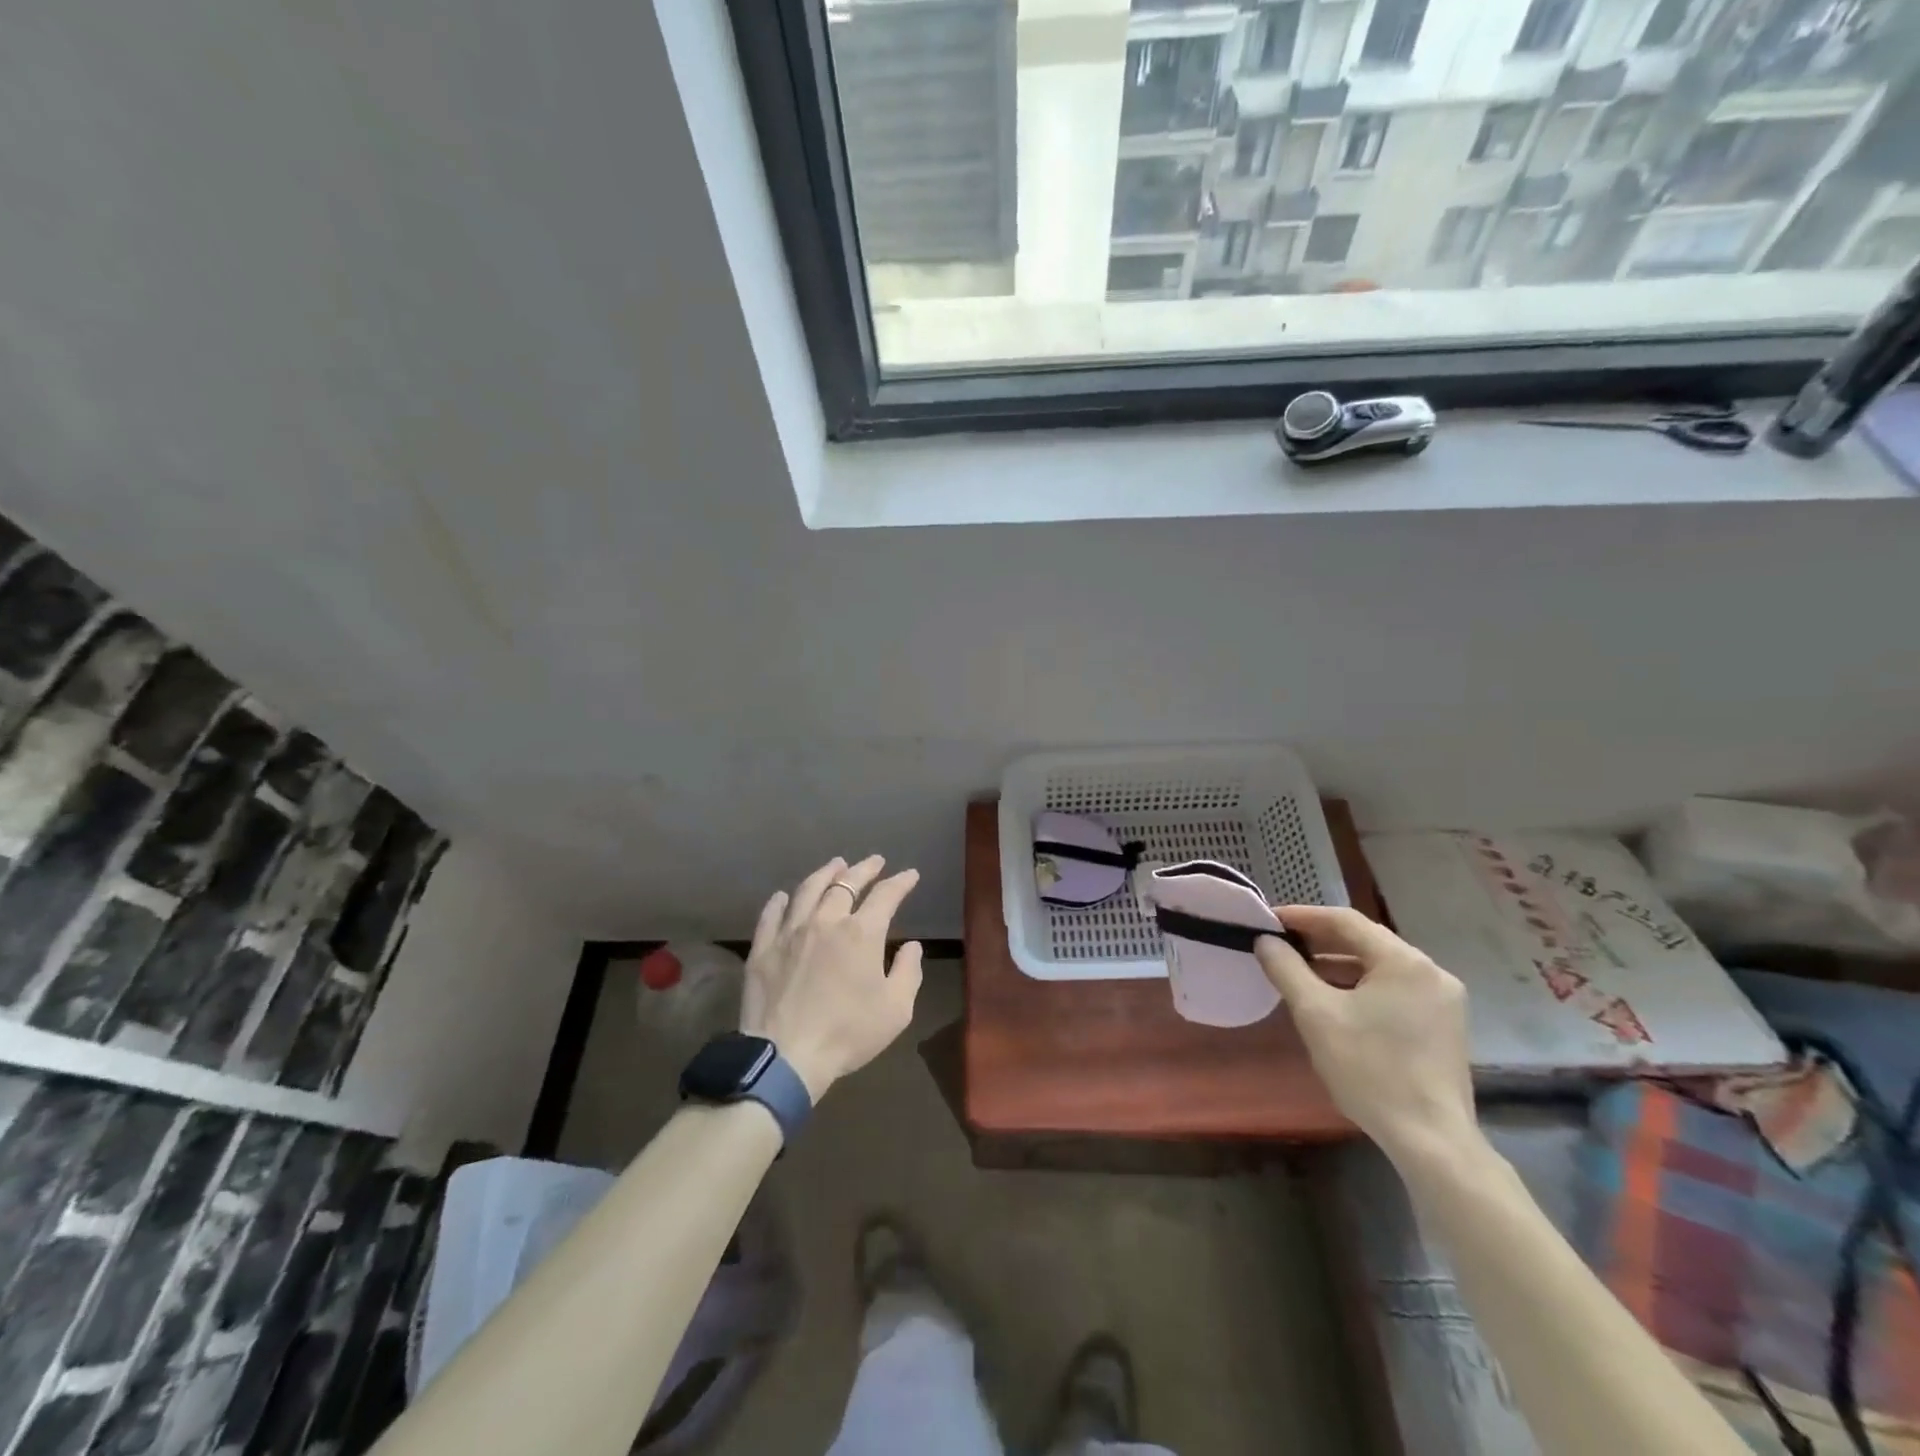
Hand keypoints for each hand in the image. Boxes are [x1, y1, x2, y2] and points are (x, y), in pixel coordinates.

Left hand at [740, 855, 923, 1102]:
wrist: (786, 1057)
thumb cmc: (848, 1034)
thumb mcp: (896, 1010)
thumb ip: (908, 972)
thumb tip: (912, 946)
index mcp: (861, 933)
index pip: (885, 896)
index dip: (901, 882)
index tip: (910, 875)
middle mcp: (826, 921)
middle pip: (846, 884)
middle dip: (865, 869)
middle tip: (875, 861)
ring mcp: (790, 932)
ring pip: (808, 890)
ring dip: (825, 874)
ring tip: (836, 865)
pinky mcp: (763, 949)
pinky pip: (771, 915)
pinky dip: (780, 901)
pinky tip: (784, 896)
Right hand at [1254, 906, 1476, 1167]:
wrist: (1431, 1140)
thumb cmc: (1370, 1069)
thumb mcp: (1316, 1014)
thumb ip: (1287, 969)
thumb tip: (1266, 941)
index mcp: (1405, 962)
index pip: (1345, 920)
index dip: (1303, 916)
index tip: (1269, 921)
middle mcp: (1431, 972)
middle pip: (1366, 941)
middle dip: (1320, 941)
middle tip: (1281, 944)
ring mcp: (1443, 1001)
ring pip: (1380, 968)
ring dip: (1339, 965)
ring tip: (1301, 972)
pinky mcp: (1444, 1026)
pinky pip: (1395, 990)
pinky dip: (1361, 987)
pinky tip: (1336, 1002)